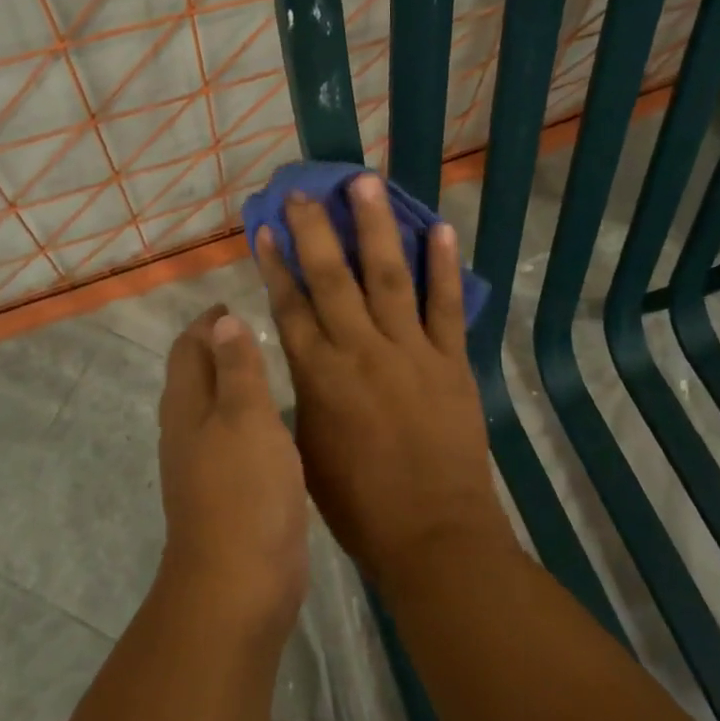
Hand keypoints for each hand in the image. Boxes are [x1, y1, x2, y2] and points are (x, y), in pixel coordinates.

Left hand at [156, 306, 308, 632]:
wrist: (239, 584)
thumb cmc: (244, 490)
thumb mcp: (246, 416)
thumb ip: (237, 367)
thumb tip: (222, 321)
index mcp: (187, 406)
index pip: (189, 348)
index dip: (207, 323)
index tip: (232, 302)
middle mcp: (188, 429)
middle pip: (196, 374)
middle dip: (218, 346)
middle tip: (256, 326)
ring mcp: (205, 463)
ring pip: (215, 406)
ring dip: (234, 380)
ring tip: (270, 363)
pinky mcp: (228, 490)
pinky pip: (234, 435)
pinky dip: (249, 414)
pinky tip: (275, 418)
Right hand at [255, 175, 514, 591]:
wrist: (433, 536)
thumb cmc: (359, 504)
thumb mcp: (307, 448)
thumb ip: (302, 393)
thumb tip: (301, 353)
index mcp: (319, 376)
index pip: (290, 305)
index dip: (277, 262)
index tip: (268, 226)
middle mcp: (360, 351)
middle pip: (331, 277)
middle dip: (315, 229)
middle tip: (305, 189)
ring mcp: (410, 351)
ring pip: (388, 276)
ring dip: (375, 226)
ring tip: (365, 183)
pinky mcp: (451, 361)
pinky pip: (447, 305)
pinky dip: (445, 266)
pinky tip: (440, 228)